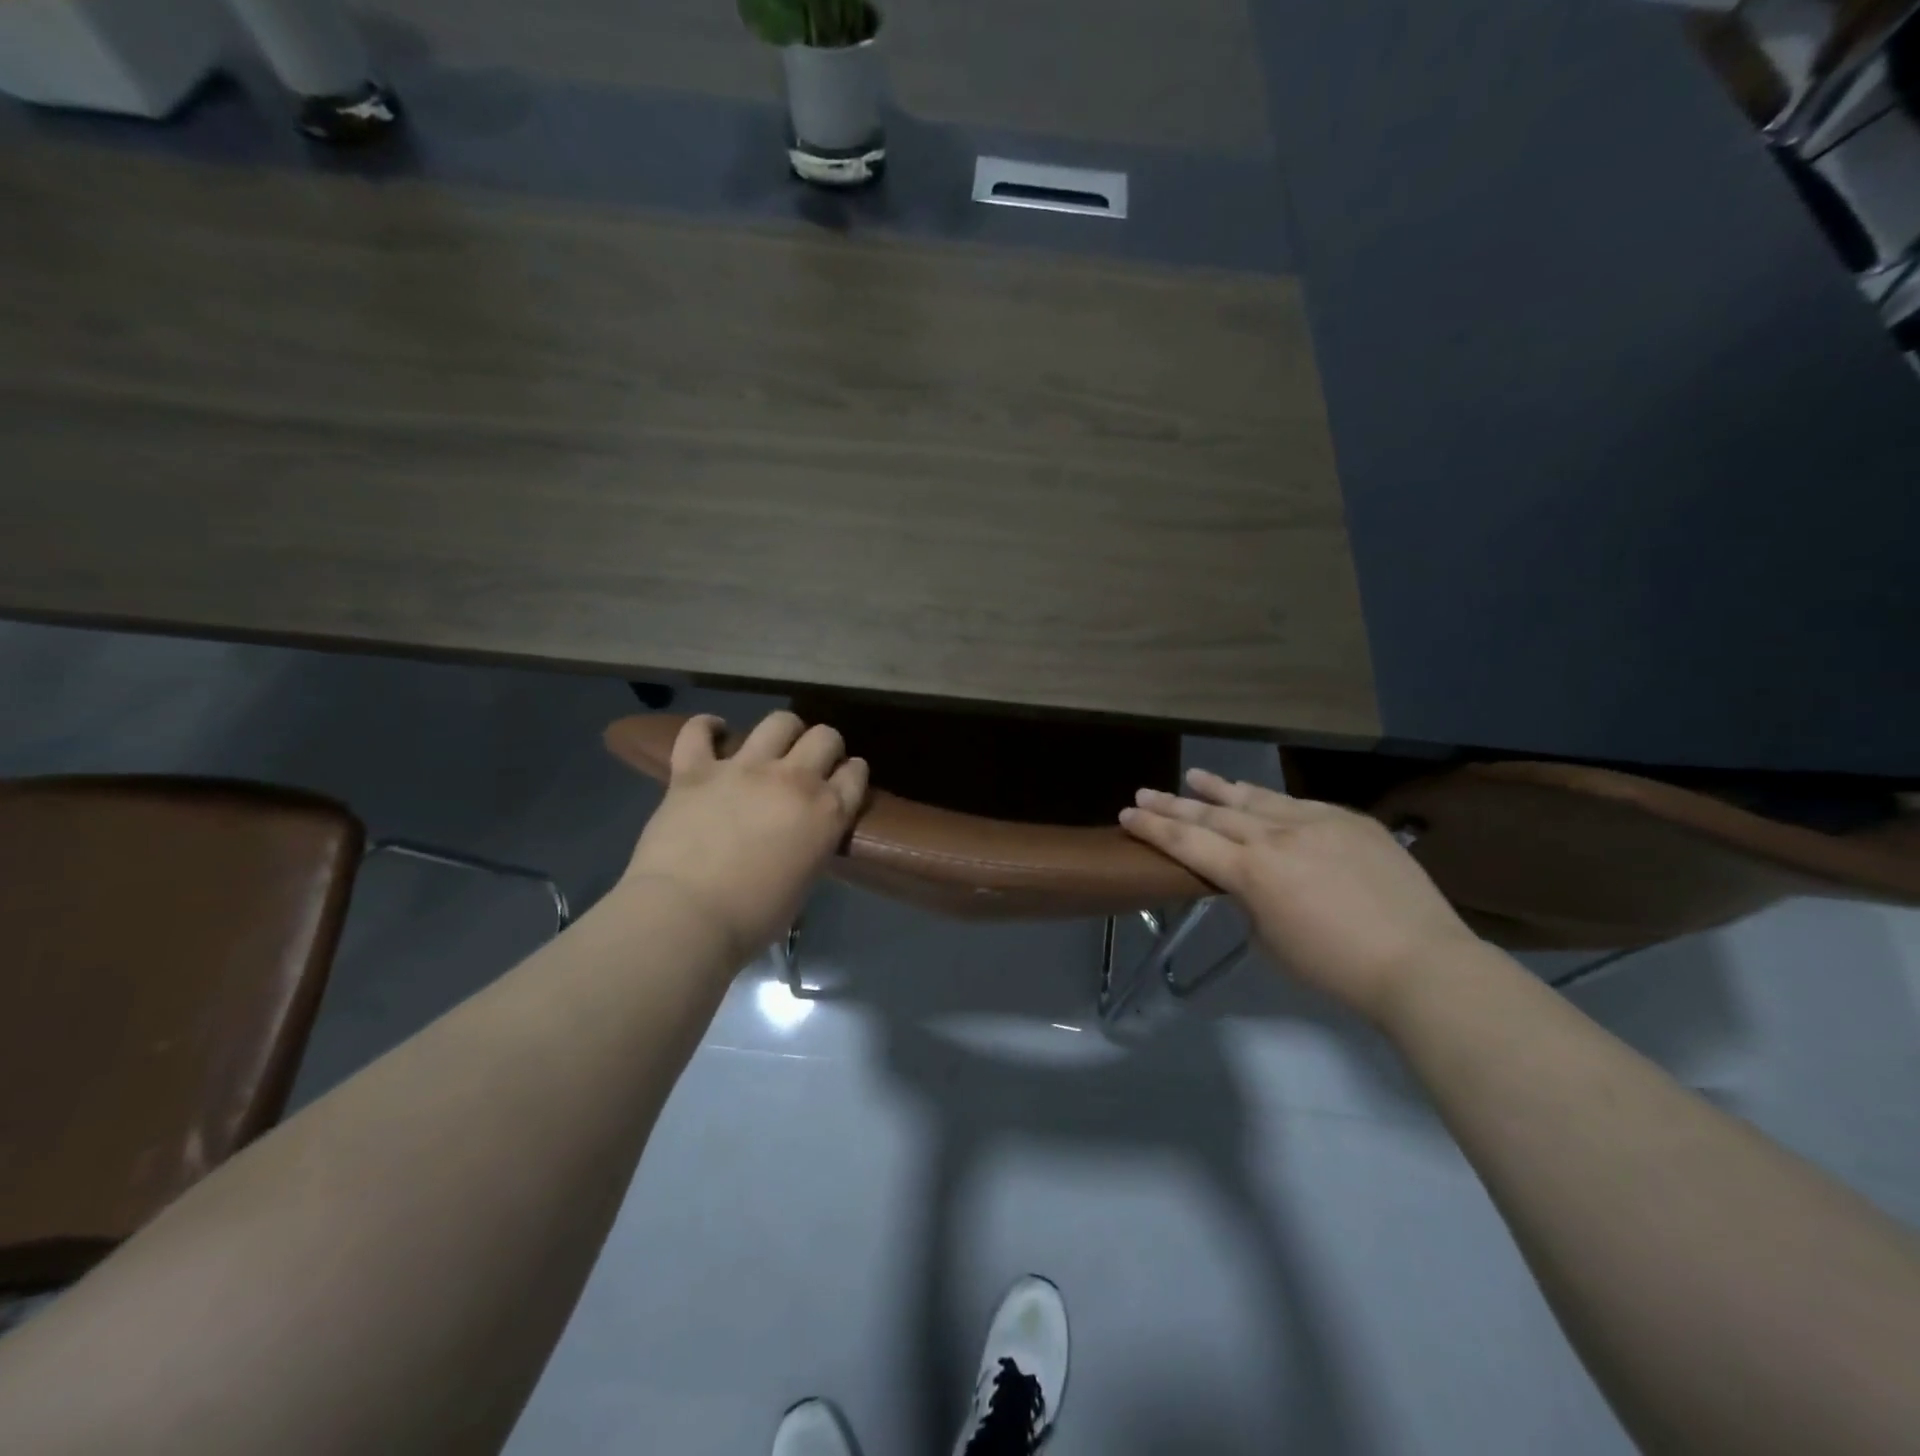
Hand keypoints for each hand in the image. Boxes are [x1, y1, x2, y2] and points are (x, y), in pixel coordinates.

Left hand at [623, 712, 867, 968]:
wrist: (687, 916)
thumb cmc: (754, 917)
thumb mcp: (804, 880)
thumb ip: (812, 844)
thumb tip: (800, 835)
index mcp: (827, 812)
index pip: (855, 773)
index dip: (851, 773)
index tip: (843, 780)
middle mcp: (793, 780)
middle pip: (825, 737)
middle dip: (825, 746)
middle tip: (811, 764)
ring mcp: (743, 769)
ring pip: (778, 722)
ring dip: (783, 731)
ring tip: (773, 746)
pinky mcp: (696, 770)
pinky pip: (699, 731)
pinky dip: (707, 728)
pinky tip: (713, 733)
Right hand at [1120, 768, 1479, 1021]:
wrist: (1421, 963)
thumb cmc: (1336, 968)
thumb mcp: (1272, 942)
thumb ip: (1251, 902)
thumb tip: (1249, 883)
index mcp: (1252, 873)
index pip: (1188, 844)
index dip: (1153, 828)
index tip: (1126, 814)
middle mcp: (1276, 837)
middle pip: (1213, 815)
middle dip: (1174, 804)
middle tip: (1144, 791)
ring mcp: (1316, 822)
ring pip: (1256, 798)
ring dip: (1220, 789)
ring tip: (1194, 776)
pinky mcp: (1350, 821)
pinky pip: (1298, 804)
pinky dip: (1270, 800)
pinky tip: (1258, 796)